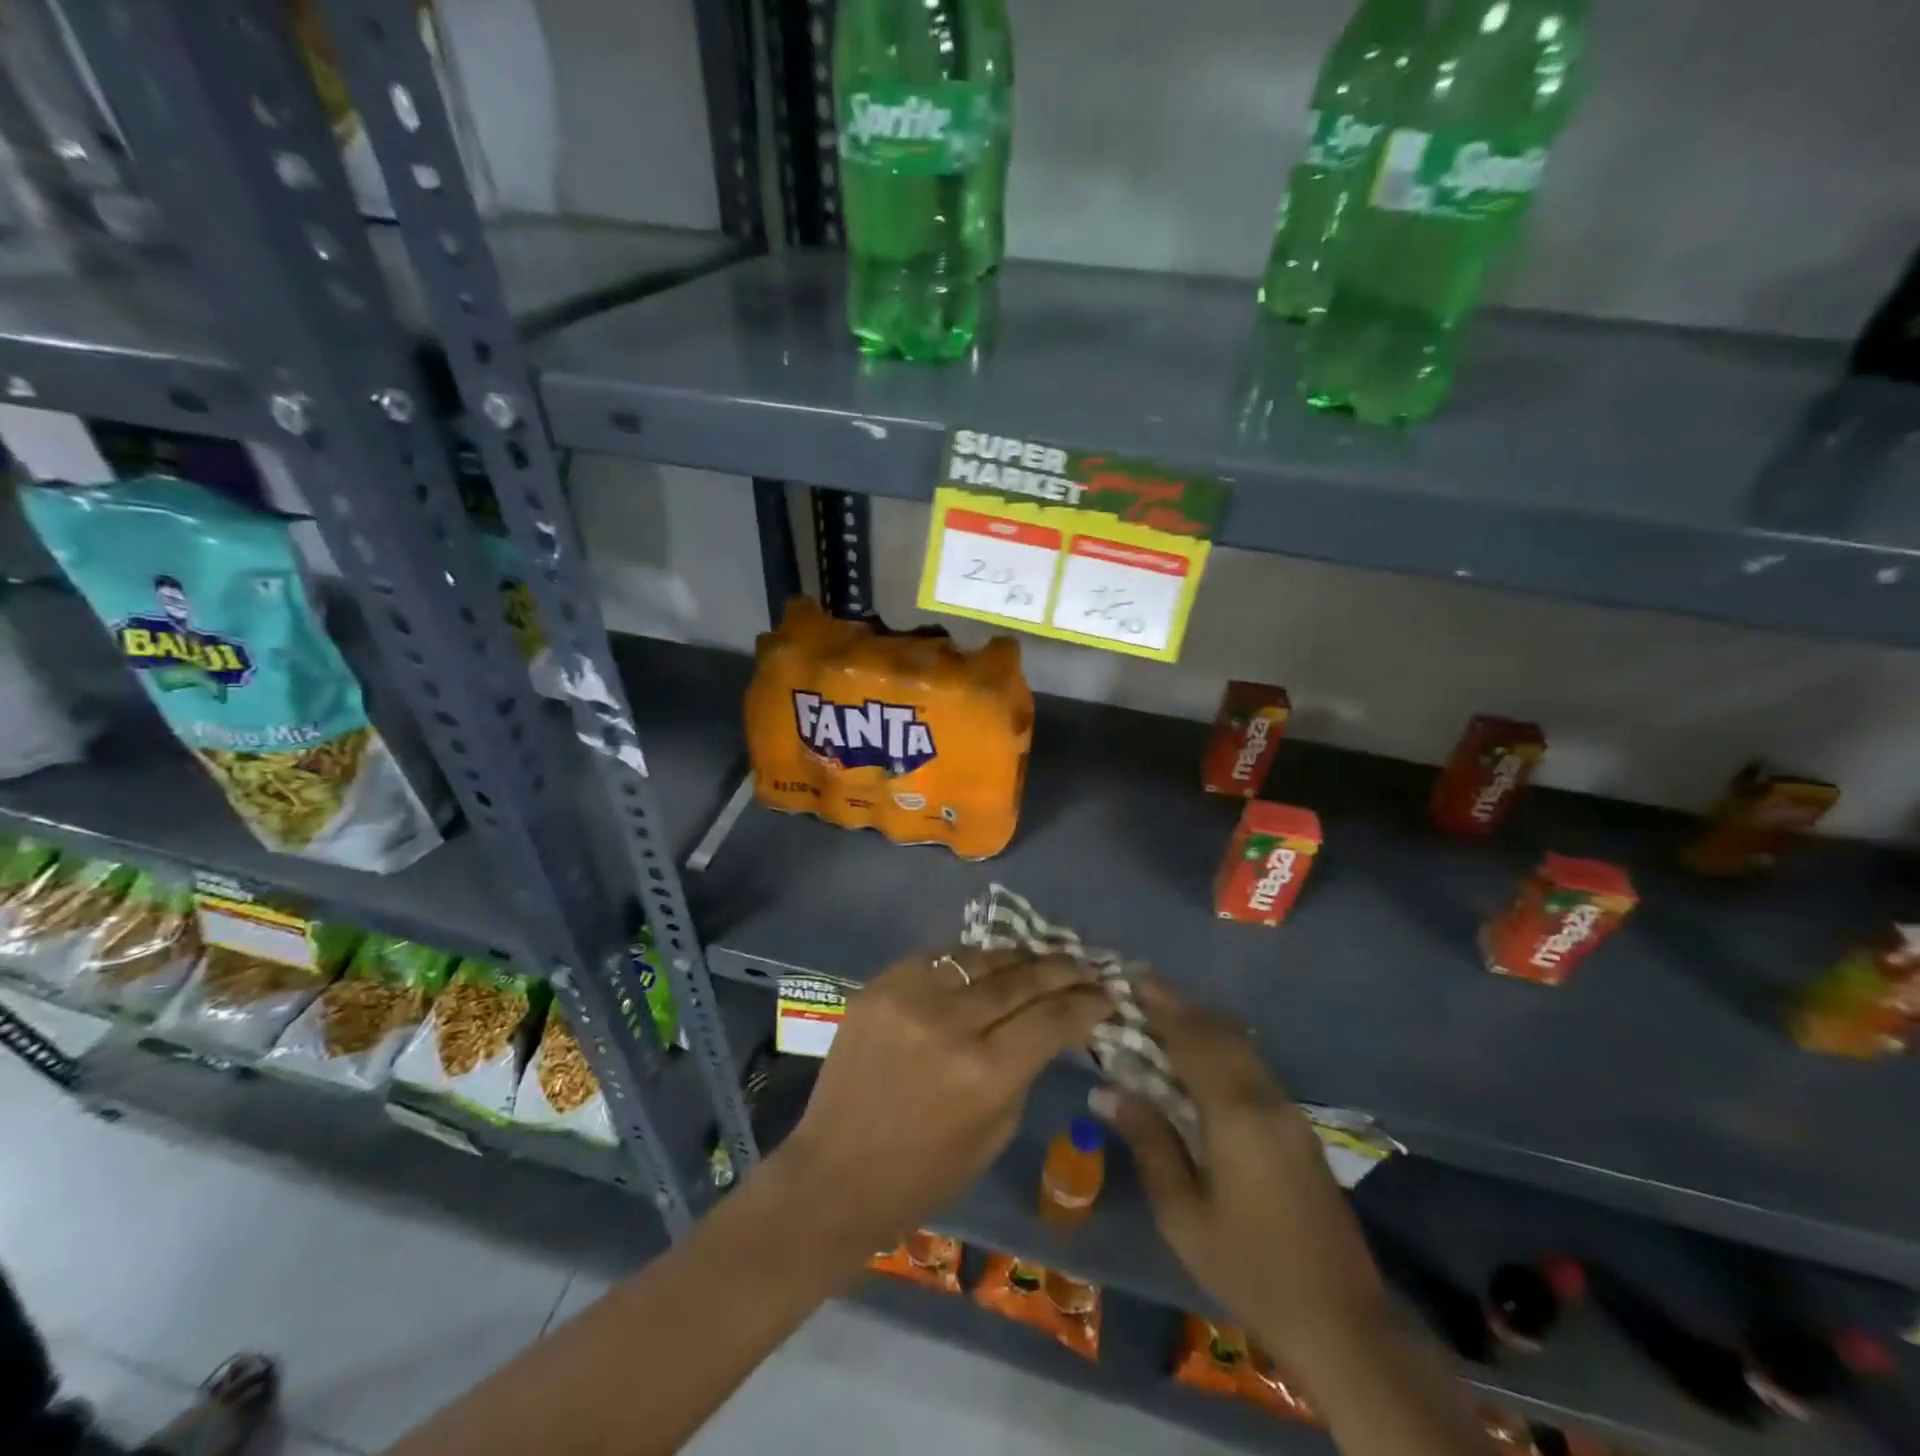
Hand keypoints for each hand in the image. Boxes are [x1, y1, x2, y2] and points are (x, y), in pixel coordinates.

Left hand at [776, 948, 1111, 1253]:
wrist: (835, 1173)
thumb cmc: (925, 1173)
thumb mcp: (995, 1130)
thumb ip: (1025, 1068)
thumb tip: (1050, 1025)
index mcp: (986, 1072)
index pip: (1053, 1017)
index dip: (1087, 1002)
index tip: (1106, 994)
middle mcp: (950, 1022)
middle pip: (1022, 977)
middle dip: (1061, 969)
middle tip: (1083, 966)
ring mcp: (909, 997)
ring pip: (980, 957)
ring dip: (1017, 957)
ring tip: (1038, 959)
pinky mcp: (879, 985)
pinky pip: (937, 958)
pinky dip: (967, 961)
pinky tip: (983, 966)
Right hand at [1090, 980, 1387, 1364]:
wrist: (1341, 1319)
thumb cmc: (1248, 1268)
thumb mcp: (1183, 1214)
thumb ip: (1148, 1142)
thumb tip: (1105, 1090)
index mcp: (1235, 1113)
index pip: (1192, 1039)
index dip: (1161, 1004)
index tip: (1130, 977)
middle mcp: (1265, 1097)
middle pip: (1219, 1031)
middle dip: (1179, 1003)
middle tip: (1140, 984)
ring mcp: (1288, 1109)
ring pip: (1240, 1044)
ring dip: (1202, 1020)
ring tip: (1163, 1009)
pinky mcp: (1297, 1125)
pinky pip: (1251, 1064)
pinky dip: (1221, 1043)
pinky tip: (1200, 1051)